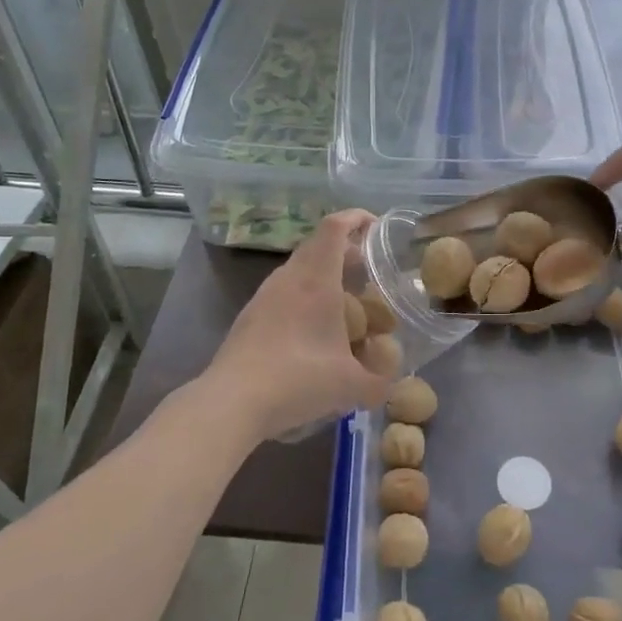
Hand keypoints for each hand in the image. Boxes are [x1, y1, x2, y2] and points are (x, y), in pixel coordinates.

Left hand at [205, 210, 391, 442]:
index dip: (356, 218)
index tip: (376, 227)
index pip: (334, 228)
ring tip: (344, 303)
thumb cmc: (298, 379)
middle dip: (345, 251)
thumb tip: (389, 386)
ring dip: (323, 276)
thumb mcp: (351, 386)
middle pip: (317, 246)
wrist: (232, 402)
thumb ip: (378, 382)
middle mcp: (289, 278)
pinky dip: (304, 298)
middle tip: (367, 271)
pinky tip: (313, 332)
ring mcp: (264, 296)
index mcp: (316, 280)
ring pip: (299, 270)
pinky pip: (284, 293)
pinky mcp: (250, 317)